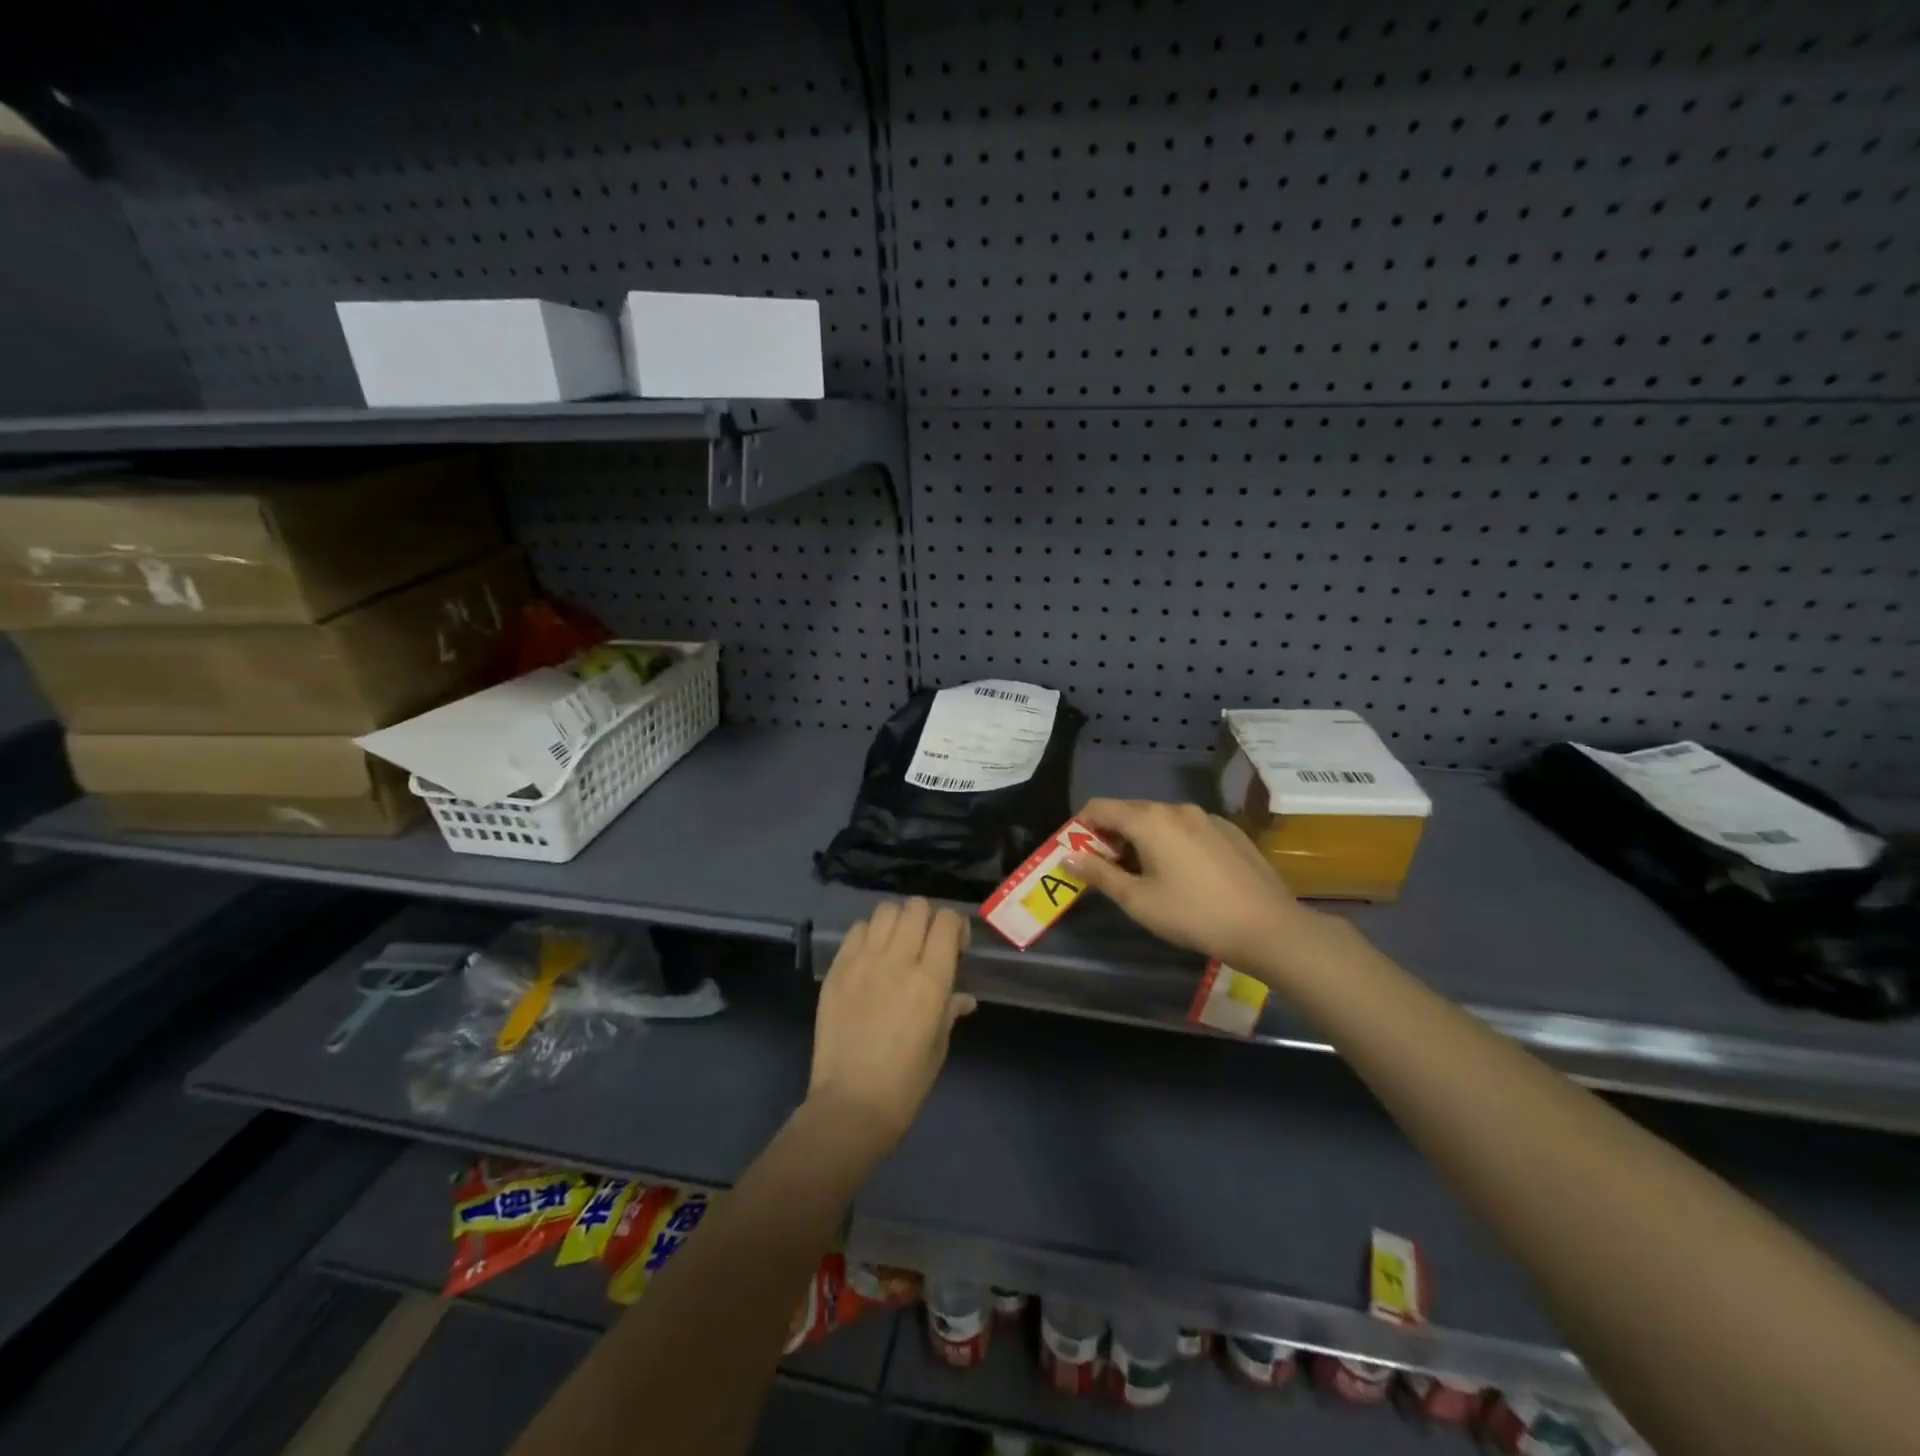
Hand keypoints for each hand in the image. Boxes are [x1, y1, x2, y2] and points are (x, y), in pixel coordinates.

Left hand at [808, 898, 975, 1156]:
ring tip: (896, 944)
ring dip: (897, 921)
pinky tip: (870, 957)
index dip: (954, 926)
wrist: (850, 1105)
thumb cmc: (905, 1083)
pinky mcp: (837, 970)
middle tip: (925, 944)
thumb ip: (950, 1010)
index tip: (954, 947)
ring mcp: (863, 962)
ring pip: (885, 911)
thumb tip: (963, 997)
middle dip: (927, 919)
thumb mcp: (938, 1046)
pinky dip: (868, 935)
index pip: (946, 921)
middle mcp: (897, 961)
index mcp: (930, 980)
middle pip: (916, 907)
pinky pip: (856, 931)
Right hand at [1064, 799, 1323, 974]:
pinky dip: (1173, 843)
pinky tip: (1185, 876)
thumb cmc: (1194, 915)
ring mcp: (1207, 817)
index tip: (1078, 854)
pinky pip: (1188, 828)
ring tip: (1147, 876)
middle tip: (1109, 871)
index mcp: (1150, 820)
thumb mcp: (1139, 900)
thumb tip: (1067, 857)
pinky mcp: (1229, 831)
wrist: (1269, 928)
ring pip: (1161, 820)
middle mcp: (1177, 808)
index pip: (1099, 807)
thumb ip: (1100, 874)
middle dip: (1112, 836)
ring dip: (1143, 840)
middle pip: (1130, 812)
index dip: (1081, 827)